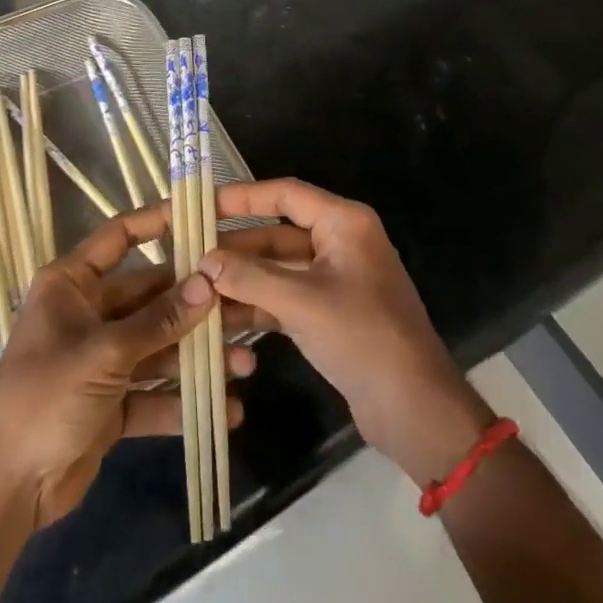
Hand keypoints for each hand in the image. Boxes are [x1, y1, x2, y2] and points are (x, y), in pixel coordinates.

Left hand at [0, 201, 253, 528]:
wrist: (4, 490)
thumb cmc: (45, 398)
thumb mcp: (105, 353)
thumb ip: (159, 320)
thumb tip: (208, 284)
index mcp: (72, 284)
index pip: (120, 237)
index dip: (158, 222)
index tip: (202, 217)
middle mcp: (89, 313)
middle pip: (151, 297)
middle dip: (196, 306)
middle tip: (245, 305)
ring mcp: (101, 360)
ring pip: (159, 346)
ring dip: (199, 356)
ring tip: (245, 364)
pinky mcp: (112, 402)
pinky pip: (155, 393)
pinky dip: (185, 402)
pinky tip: (226, 410)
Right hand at [201, 179, 494, 485]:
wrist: (414, 408)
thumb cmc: (362, 337)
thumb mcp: (302, 303)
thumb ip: (250, 278)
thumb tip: (203, 262)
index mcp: (343, 223)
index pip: (285, 194)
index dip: (243, 196)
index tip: (203, 203)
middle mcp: (339, 242)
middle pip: (277, 233)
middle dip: (236, 247)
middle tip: (189, 253)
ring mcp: (335, 279)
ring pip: (278, 268)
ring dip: (242, 278)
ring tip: (195, 286)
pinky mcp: (330, 313)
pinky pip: (286, 297)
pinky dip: (257, 304)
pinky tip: (220, 316)